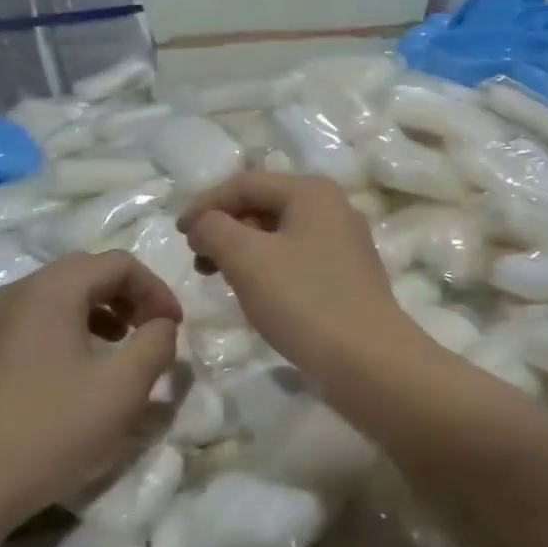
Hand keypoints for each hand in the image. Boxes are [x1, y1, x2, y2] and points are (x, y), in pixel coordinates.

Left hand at [0, 251, 182, 542]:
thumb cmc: (49, 430)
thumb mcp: (123, 388)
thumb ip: (156, 343)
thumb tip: (162, 325)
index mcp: (50, 288)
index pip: (118, 263)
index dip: (156, 289)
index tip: (175, 327)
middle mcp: (16, 292)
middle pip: (86, 273)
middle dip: (128, 298)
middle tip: (151, 332)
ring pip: (58, 297)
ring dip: (100, 313)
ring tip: (120, 350)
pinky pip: (35, 322)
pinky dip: (69, 331)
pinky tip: (77, 372)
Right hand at [178, 172, 419, 388]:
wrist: (369, 361)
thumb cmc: (304, 301)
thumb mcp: (246, 258)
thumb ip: (214, 229)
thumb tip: (203, 223)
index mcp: (312, 192)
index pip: (244, 184)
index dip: (205, 205)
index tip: (178, 236)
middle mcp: (333, 208)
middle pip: (264, 205)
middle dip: (225, 228)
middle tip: (199, 261)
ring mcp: (345, 243)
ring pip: (279, 234)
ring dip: (243, 250)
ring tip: (221, 278)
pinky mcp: (348, 276)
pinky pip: (296, 259)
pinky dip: (267, 268)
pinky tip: (256, 293)